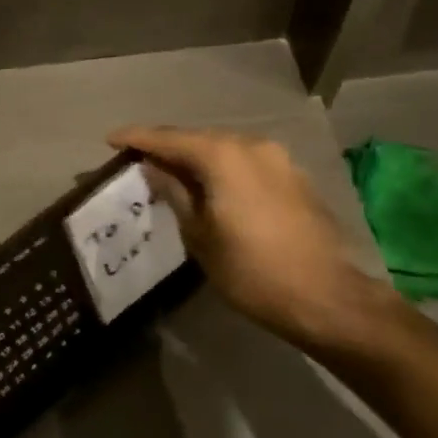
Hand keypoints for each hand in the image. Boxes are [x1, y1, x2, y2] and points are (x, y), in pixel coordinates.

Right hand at [108, 125, 396, 350]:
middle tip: (138, 160)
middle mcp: (251, 146)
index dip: (136, 138)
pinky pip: (245, 163)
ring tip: (171, 174)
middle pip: (197, 139)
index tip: (110, 140)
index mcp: (223, 156)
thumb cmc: (251, 270)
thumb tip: (152, 169)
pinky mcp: (294, 178)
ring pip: (224, 150)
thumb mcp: (199, 235)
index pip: (168, 138)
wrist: (327, 298)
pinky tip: (210, 187)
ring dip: (196, 159)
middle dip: (167, 147)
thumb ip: (174, 193)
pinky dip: (222, 169)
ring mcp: (278, 160)